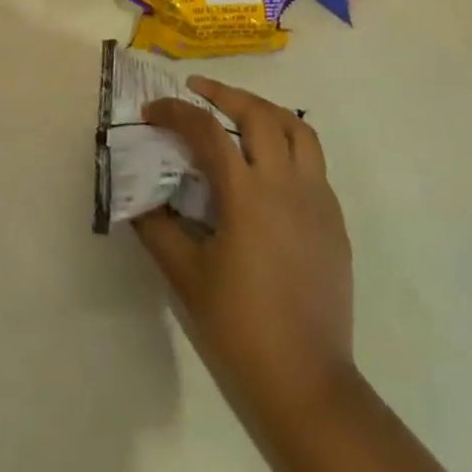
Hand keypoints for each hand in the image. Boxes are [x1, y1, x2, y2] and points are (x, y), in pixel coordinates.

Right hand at [133, 79, 354, 432]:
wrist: (308, 382)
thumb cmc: (240, 327)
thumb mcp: (186, 276)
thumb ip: (158, 227)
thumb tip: (136, 195)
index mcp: (246, 195)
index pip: (206, 131)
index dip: (175, 112)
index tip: (153, 112)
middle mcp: (285, 184)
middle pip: (258, 113)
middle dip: (224, 93)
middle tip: (198, 90)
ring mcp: (317, 199)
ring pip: (298, 129)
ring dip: (265, 110)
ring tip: (240, 112)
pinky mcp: (334, 219)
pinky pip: (314, 162)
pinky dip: (289, 145)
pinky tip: (268, 166)